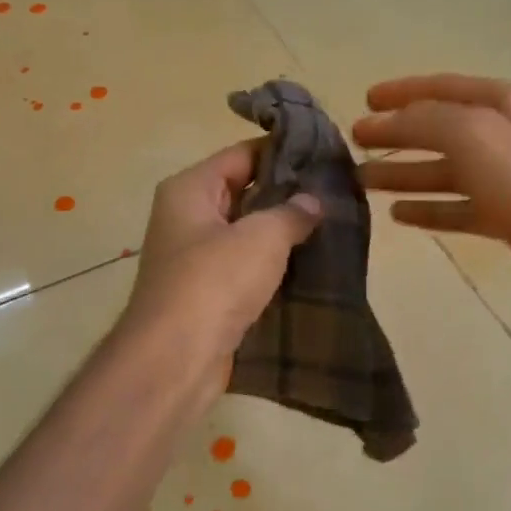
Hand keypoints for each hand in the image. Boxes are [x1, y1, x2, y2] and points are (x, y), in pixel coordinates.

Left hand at [121, 141, 321, 379]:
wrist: (175, 358)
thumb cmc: (214, 282)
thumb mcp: (261, 237)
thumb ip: (292, 213)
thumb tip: (313, 202)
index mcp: (190, 189)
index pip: (242, 155)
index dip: (283, 152)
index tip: (325, 156)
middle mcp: (186, 217)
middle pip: (243, 192)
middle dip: (287, 194)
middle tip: (335, 194)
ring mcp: (195, 257)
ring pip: (246, 233)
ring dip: (282, 233)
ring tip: (331, 227)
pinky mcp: (206, 293)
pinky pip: (244, 267)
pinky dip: (272, 266)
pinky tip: (309, 265)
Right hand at [353, 75, 510, 339]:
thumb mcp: (473, 135)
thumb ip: (426, 121)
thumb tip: (389, 121)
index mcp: (508, 104)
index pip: (445, 88)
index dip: (403, 92)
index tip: (364, 101)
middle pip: (443, 130)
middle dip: (398, 135)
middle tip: (354, 145)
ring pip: (449, 171)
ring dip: (407, 174)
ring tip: (363, 182)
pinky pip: (461, 209)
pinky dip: (431, 209)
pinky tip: (400, 216)